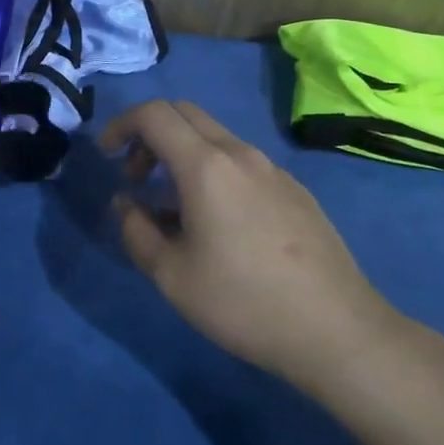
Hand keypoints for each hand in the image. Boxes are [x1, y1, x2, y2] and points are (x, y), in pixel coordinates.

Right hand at [101, 100, 404, 387]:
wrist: (336, 330)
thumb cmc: (243, 302)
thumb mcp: (171, 275)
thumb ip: (135, 230)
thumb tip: (126, 203)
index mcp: (206, 165)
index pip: (154, 114)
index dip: (121, 125)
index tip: (106, 156)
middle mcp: (240, 154)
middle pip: (184, 114)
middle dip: (149, 134)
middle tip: (136, 178)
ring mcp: (272, 169)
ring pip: (214, 137)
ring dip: (181, 154)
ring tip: (172, 208)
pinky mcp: (294, 190)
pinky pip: (241, 162)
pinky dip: (212, 170)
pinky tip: (218, 223)